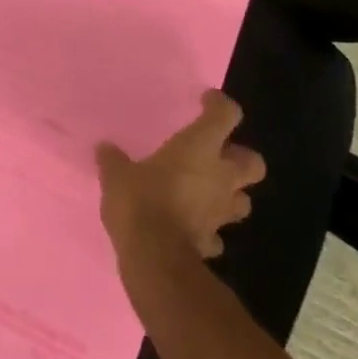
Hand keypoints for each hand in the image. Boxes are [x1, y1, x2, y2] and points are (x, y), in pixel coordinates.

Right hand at [97, 90, 265, 258]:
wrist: (155, 257)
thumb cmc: (140, 202)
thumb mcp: (117, 175)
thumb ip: (114, 160)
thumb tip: (104, 149)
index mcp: (199, 148)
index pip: (226, 115)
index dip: (220, 105)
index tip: (206, 101)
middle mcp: (220, 177)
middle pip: (253, 162)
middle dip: (240, 157)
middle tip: (217, 155)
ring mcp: (220, 212)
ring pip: (243, 200)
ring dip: (230, 195)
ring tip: (208, 192)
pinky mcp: (212, 241)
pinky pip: (217, 233)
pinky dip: (209, 229)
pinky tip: (192, 228)